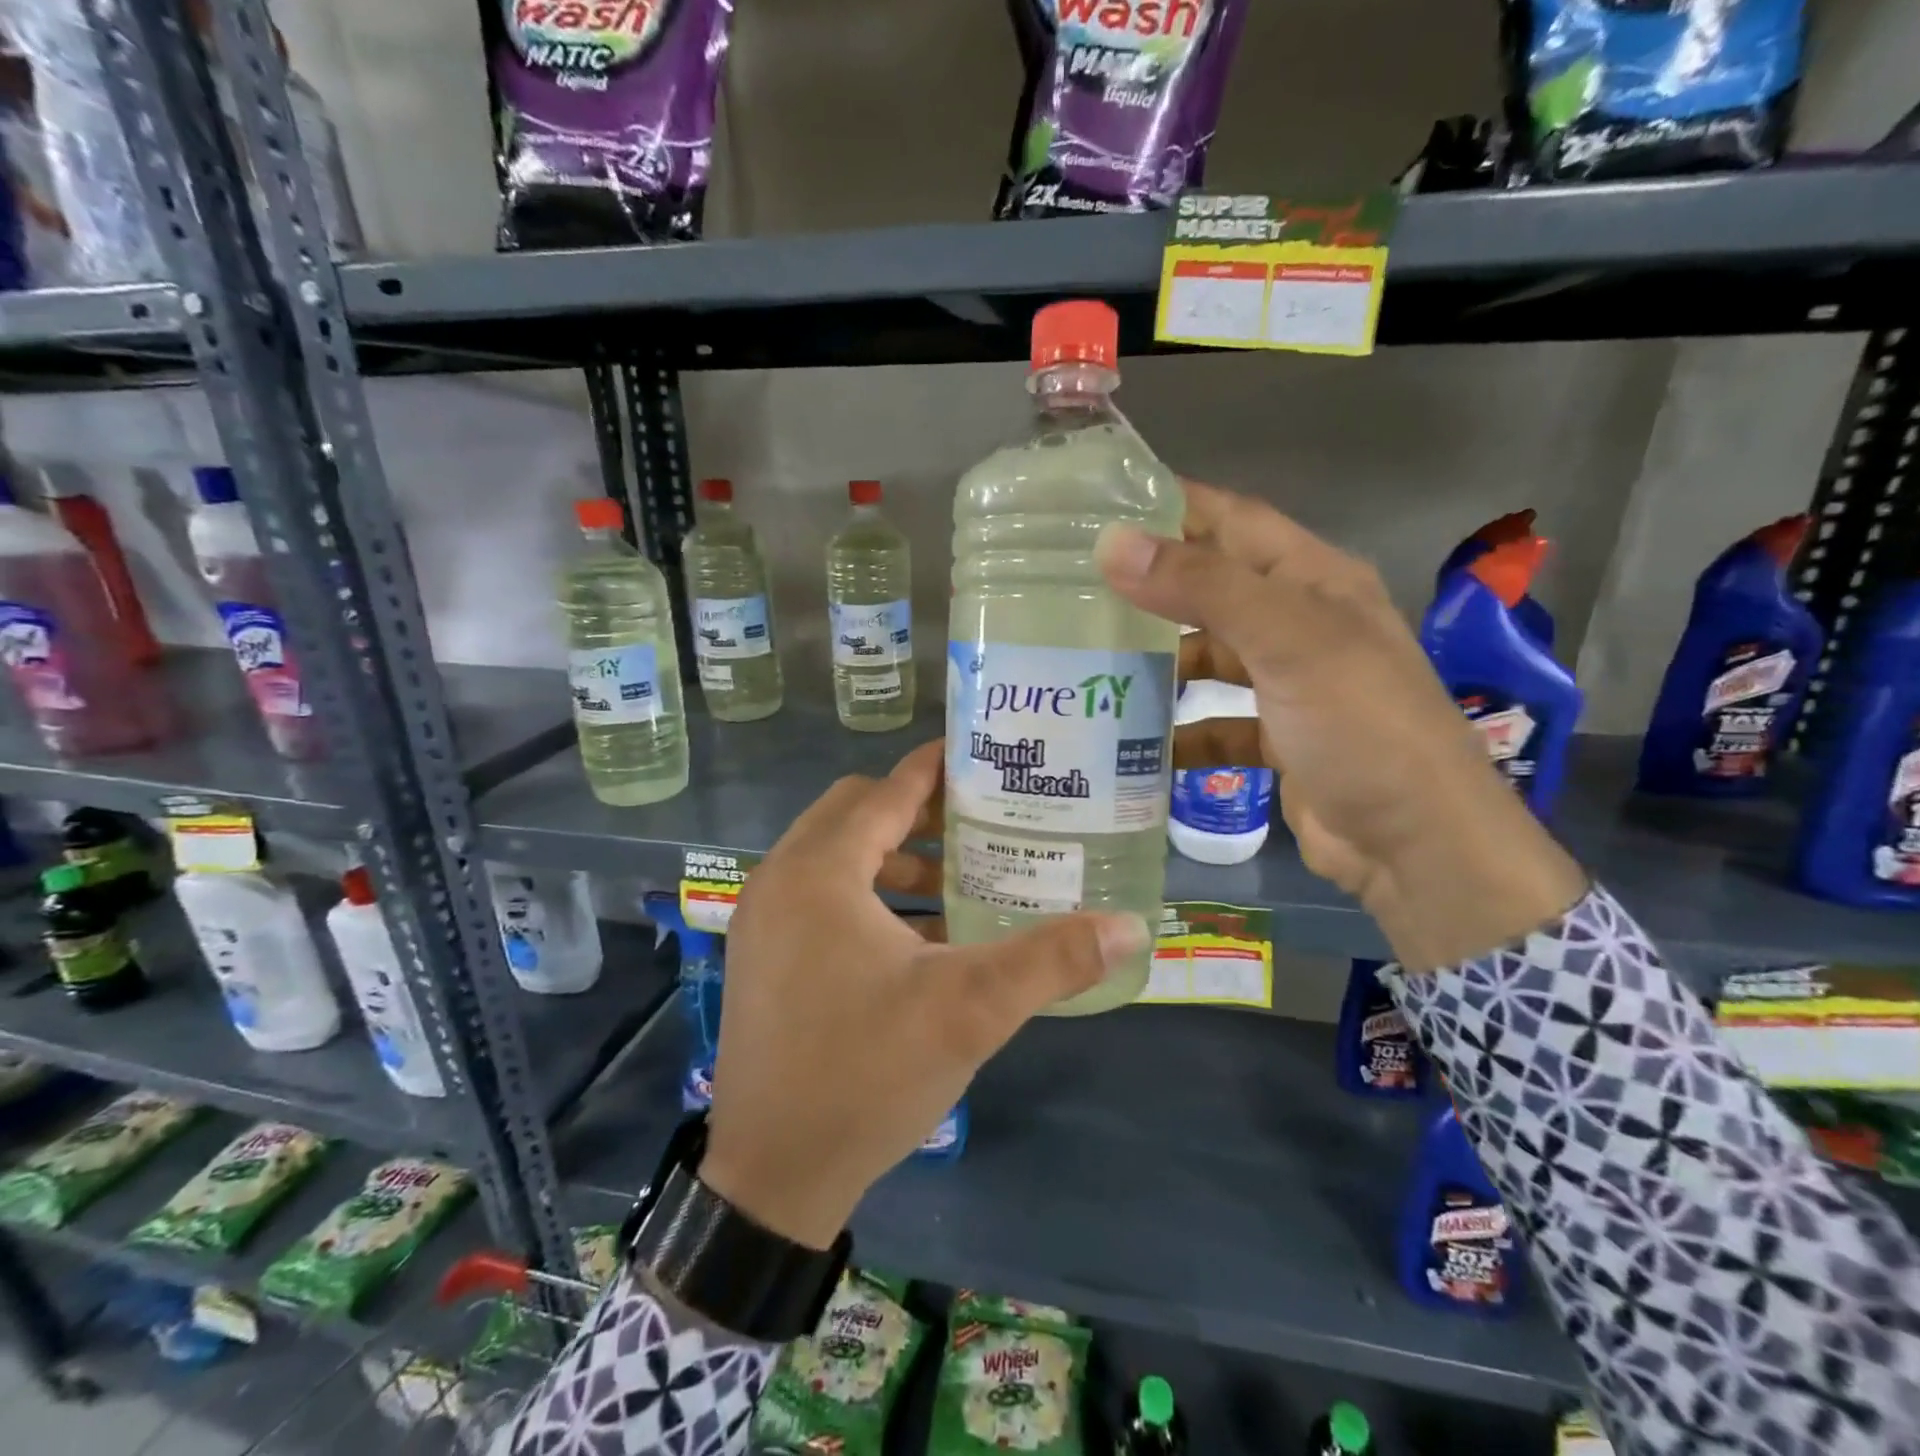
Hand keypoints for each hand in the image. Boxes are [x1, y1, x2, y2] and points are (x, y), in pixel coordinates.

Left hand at [699, 741, 1148, 1249]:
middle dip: (914, 811)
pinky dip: (863, 893)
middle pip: (853, 812)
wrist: (773, 1175)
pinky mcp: (760, 954)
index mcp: (820, 872)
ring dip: (890, 855)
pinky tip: (916, 935)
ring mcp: (761, 918)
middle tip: (976, 823)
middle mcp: (780, 879)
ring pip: (832, 855)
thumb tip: (1132, 927)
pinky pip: (815, 894)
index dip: (934, 769)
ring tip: (954, 881)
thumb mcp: (970, 1010)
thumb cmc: (868, 1073)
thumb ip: (1052, 959)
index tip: (981, 757)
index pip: (886, 791)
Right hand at [1098, 481, 1585, 969]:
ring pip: (1209, 657)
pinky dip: (1179, 732)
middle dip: (1150, 589)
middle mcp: (1300, 623)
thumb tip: (1113, 544)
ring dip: (1159, 662)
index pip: (1232, 520)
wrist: (1416, 844)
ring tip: (1088, 664)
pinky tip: (1133, 744)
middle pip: (1212, 590)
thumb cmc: (1361, 725)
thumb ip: (1204, 588)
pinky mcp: (1277, 738)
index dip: (1171, 506)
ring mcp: (1289, 684)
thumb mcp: (1288, 641)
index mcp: (1313, 580)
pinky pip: (1214, 723)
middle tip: (1073, 591)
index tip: (1098, 508)